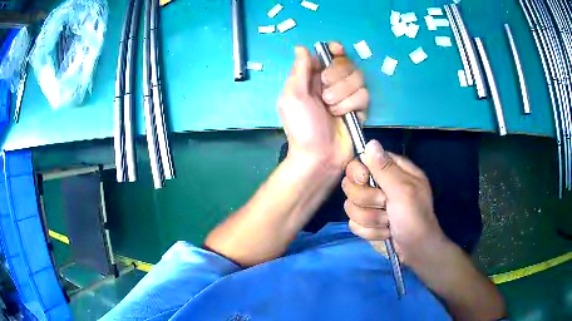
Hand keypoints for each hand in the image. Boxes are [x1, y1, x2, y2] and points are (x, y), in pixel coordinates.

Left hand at [278, 43, 368, 170]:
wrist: (319, 157)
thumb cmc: (302, 126)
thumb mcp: (293, 96)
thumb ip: (299, 69)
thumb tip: (301, 47)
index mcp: (312, 77)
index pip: (329, 54)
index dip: (335, 50)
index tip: (337, 50)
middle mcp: (331, 83)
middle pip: (346, 63)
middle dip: (337, 77)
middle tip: (324, 95)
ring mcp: (346, 95)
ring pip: (358, 78)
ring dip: (344, 94)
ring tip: (331, 110)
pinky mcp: (359, 107)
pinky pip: (364, 95)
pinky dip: (353, 105)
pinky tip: (343, 116)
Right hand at [341, 140, 445, 262]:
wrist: (416, 249)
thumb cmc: (415, 217)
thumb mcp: (403, 190)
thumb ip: (385, 169)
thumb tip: (371, 142)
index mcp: (391, 171)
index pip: (361, 161)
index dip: (358, 171)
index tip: (365, 180)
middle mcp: (379, 185)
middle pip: (351, 185)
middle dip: (368, 201)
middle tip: (386, 205)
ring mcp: (372, 205)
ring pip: (351, 207)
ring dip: (372, 219)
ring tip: (389, 222)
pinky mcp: (367, 222)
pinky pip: (354, 224)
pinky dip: (370, 231)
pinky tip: (385, 232)